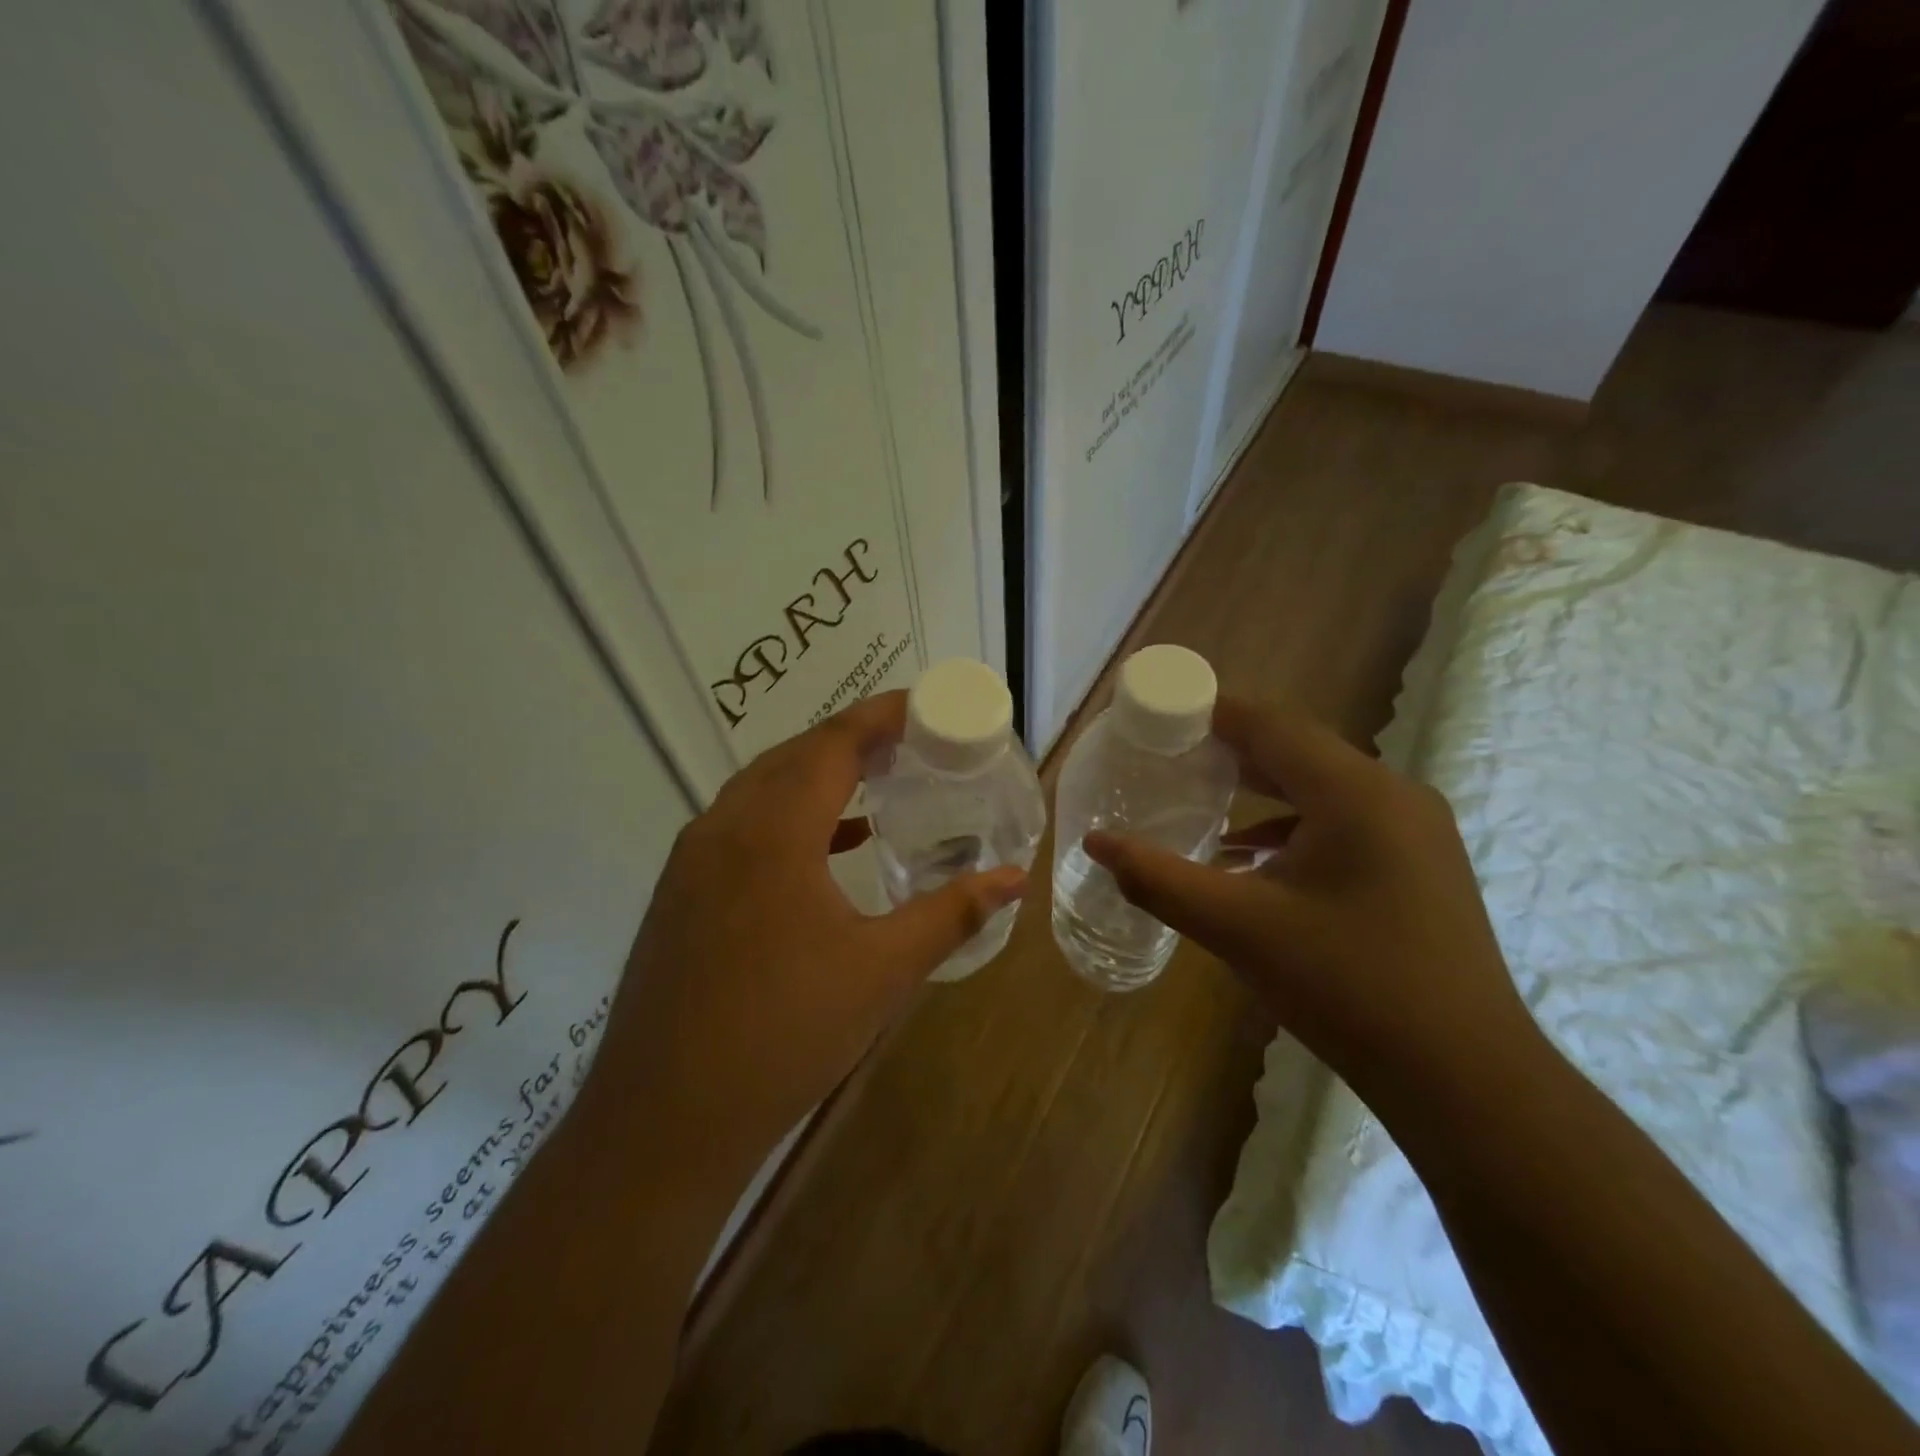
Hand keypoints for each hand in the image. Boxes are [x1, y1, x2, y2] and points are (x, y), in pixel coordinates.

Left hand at [587, 692, 1027, 1185]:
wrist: (665, 1119)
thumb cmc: (785, 1035)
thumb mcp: (882, 972)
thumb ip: (950, 913)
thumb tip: (1011, 878)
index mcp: (773, 831)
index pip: (833, 744)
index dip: (881, 715)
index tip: (924, 706)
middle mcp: (724, 826)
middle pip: (794, 755)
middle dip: (853, 740)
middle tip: (909, 742)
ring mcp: (693, 858)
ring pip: (762, 788)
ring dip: (817, 775)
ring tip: (874, 781)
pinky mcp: (680, 891)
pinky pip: (742, 824)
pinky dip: (789, 816)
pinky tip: (827, 846)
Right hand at [1085, 698, 1531, 1097]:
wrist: (1465, 1079)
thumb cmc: (1347, 988)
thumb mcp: (1238, 928)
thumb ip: (1159, 879)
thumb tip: (1095, 843)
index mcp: (1355, 793)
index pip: (1270, 724)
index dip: (1211, 713)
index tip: (1159, 718)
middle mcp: (1393, 794)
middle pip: (1297, 749)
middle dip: (1229, 750)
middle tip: (1168, 756)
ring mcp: (1414, 831)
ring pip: (1321, 787)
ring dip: (1260, 789)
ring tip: (1200, 798)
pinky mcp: (1419, 865)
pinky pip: (1343, 823)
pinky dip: (1291, 828)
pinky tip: (1251, 861)